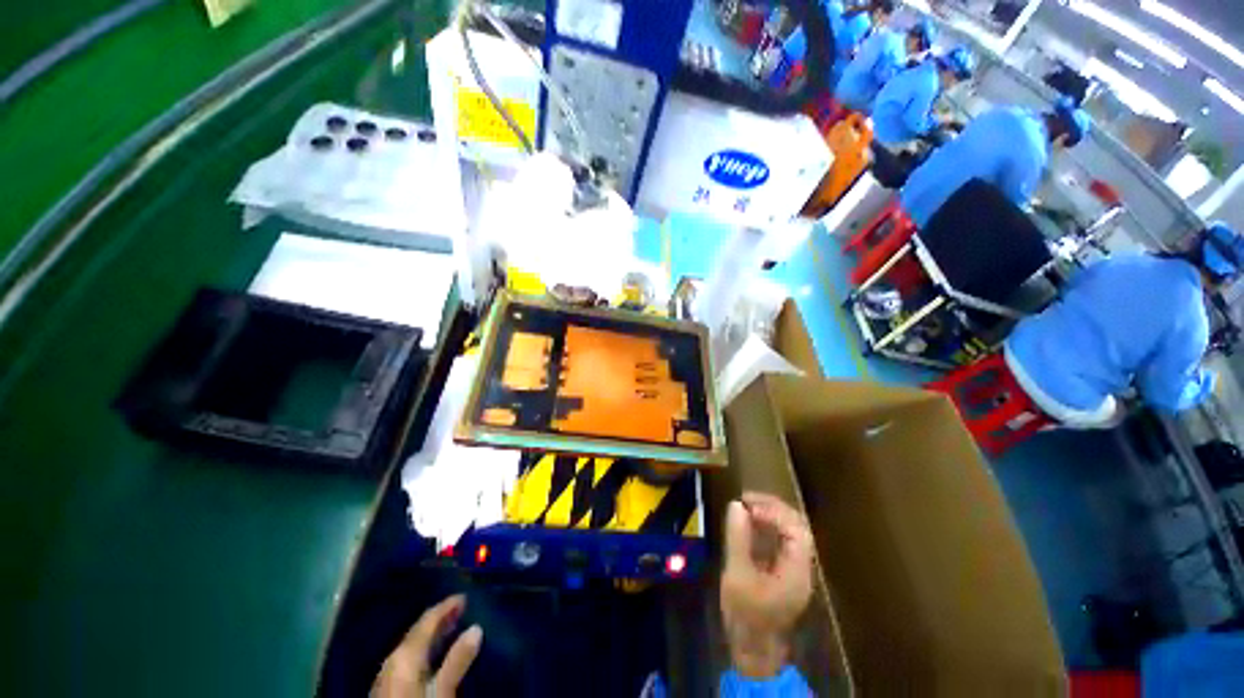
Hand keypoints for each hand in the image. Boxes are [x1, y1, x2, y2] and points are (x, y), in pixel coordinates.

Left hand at [373, 595, 482, 697]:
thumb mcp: (442, 692)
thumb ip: (457, 660)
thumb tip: (476, 628)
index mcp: (405, 655)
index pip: (426, 621)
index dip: (446, 607)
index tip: (465, 598)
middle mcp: (392, 660)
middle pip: (417, 631)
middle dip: (439, 619)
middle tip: (461, 611)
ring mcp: (386, 677)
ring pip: (412, 646)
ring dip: (432, 636)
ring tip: (452, 629)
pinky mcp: (387, 691)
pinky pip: (408, 660)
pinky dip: (424, 651)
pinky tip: (434, 658)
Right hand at [720, 492, 813, 678]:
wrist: (753, 650)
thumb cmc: (745, 615)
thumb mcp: (737, 575)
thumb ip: (738, 538)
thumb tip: (736, 505)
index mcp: (797, 570)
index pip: (796, 529)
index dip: (774, 511)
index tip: (748, 505)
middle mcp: (802, 567)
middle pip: (797, 526)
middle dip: (773, 508)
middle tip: (746, 499)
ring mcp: (796, 570)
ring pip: (792, 532)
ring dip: (771, 515)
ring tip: (747, 507)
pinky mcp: (786, 572)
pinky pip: (783, 541)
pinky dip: (769, 527)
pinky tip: (751, 523)